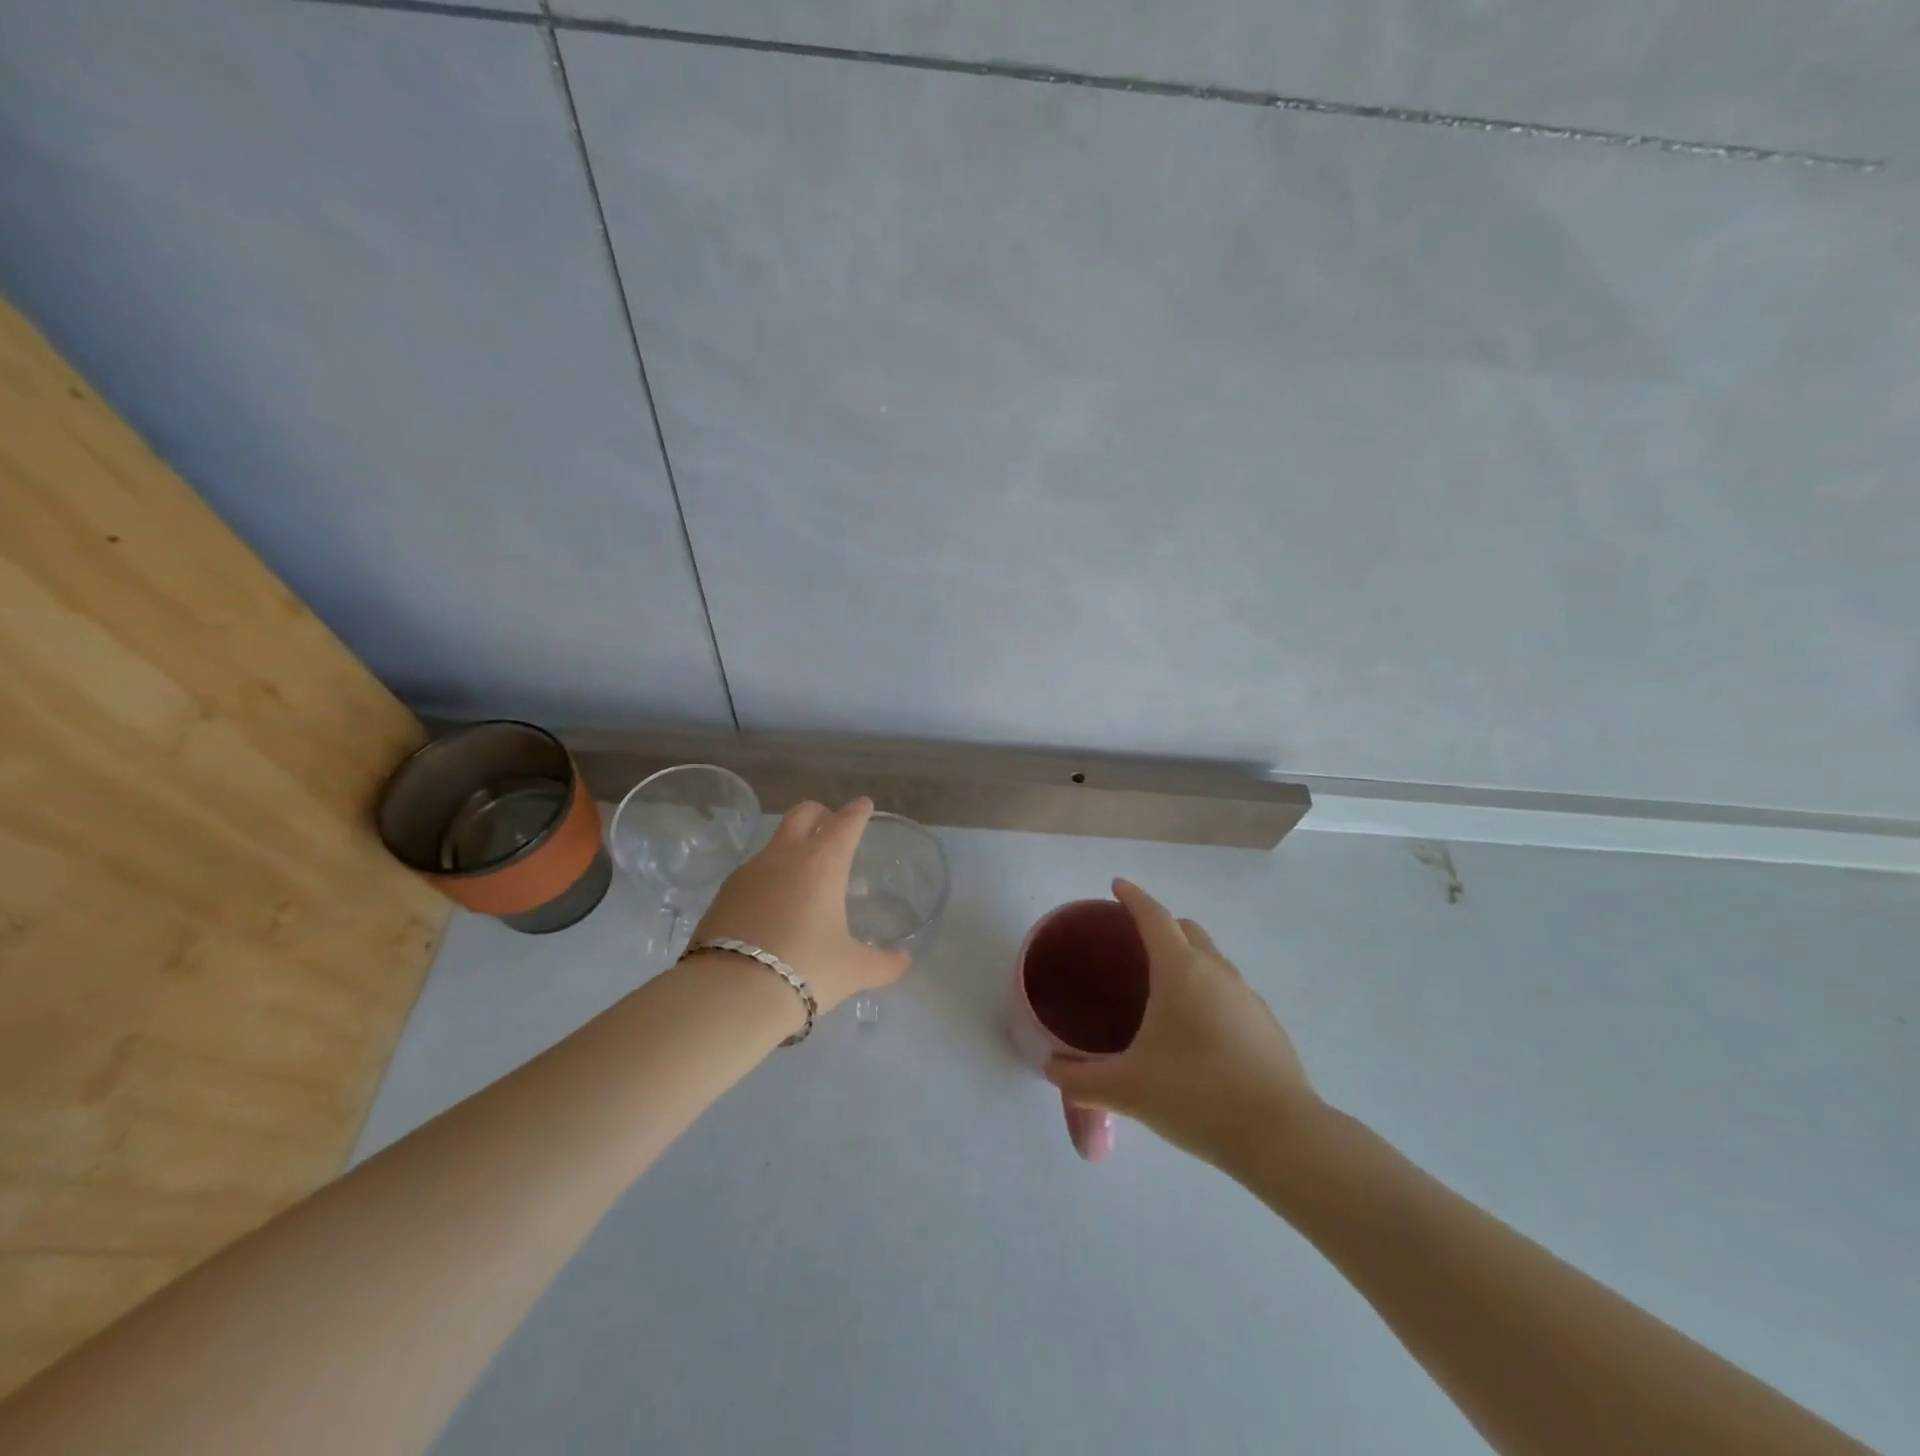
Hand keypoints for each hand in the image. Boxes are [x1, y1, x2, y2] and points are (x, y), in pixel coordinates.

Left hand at [691, 798, 909, 1012]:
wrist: (727, 994)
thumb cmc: (804, 970)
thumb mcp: (853, 971)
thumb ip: (883, 963)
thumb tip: (903, 959)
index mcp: (823, 862)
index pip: (845, 822)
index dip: (858, 812)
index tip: (864, 806)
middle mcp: (784, 856)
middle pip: (803, 814)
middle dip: (820, 814)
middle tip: (831, 825)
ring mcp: (748, 872)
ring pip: (774, 843)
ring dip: (791, 847)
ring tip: (803, 876)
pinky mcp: (722, 895)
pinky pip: (752, 873)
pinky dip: (768, 878)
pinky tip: (772, 906)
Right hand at [1045, 879, 1318, 1171]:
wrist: (1281, 1137)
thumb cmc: (1195, 1095)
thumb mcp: (1127, 1089)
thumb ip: (1081, 1079)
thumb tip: (1051, 1070)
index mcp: (1180, 971)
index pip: (1154, 917)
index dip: (1133, 898)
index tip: (1117, 886)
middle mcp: (1217, 972)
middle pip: (1187, 931)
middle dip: (1161, 926)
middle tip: (1134, 944)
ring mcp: (1248, 997)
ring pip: (1212, 961)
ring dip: (1187, 961)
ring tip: (1162, 993)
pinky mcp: (1267, 1026)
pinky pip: (1230, 992)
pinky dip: (1208, 993)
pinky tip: (1197, 1034)